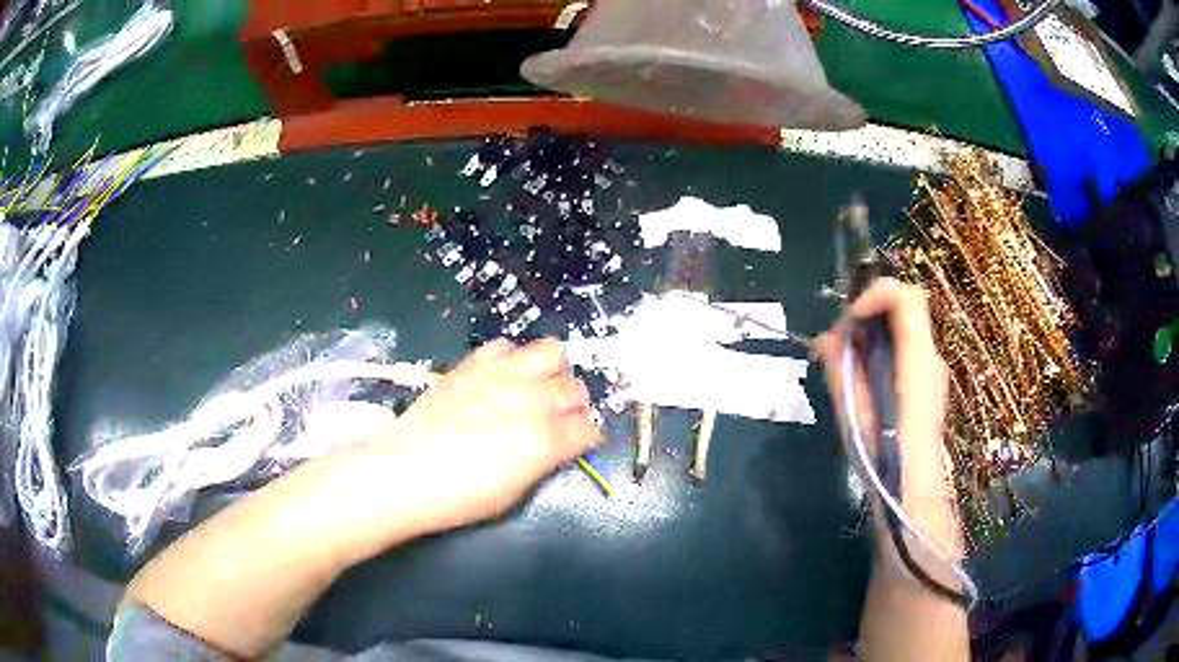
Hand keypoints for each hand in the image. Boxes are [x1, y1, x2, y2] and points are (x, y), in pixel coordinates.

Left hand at [370, 338, 601, 531]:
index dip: (588, 436)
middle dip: (576, 404)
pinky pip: (507, 346)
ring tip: (538, 388)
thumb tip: (558, 446)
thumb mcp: (514, 492)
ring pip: (552, 351)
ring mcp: (501, 375)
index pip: (588, 428)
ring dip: (554, 371)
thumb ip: (544, 461)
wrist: (403, 472)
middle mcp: (529, 399)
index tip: (582, 441)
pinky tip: (503, 377)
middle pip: (575, 389)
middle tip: (562, 417)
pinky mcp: (473, 364)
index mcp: (543, 439)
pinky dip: (514, 359)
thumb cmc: (459, 497)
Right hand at [815, 278, 951, 497]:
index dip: (876, 294)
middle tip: (839, 347)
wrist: (916, 494)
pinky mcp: (929, 387)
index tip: (850, 320)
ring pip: (902, 334)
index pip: (907, 297)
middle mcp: (931, 358)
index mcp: (917, 359)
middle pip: (902, 312)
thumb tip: (824, 339)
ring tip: (848, 369)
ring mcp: (934, 372)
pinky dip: (882, 356)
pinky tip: (865, 386)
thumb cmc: (885, 458)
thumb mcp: (856, 413)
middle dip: (867, 320)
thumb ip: (842, 369)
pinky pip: (905, 355)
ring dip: (872, 339)